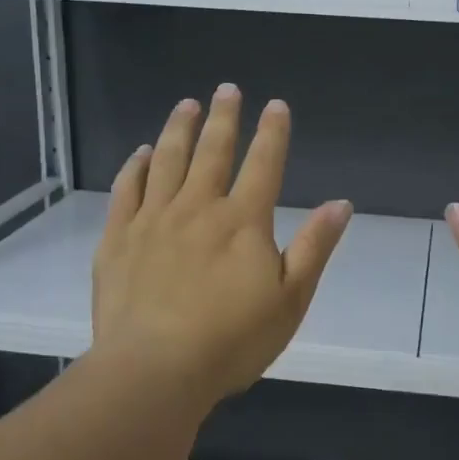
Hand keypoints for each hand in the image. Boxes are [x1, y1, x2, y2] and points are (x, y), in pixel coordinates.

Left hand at [91, 85, 351, 414]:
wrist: (154, 371)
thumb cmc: (231, 341)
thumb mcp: (290, 300)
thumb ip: (314, 247)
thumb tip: (340, 204)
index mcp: (243, 221)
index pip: (263, 164)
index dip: (273, 132)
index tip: (276, 105)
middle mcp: (198, 208)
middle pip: (213, 151)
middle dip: (224, 117)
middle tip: (228, 88)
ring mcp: (153, 220)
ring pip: (167, 160)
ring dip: (179, 129)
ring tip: (187, 105)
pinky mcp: (118, 239)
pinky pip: (127, 190)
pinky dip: (135, 167)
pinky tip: (140, 153)